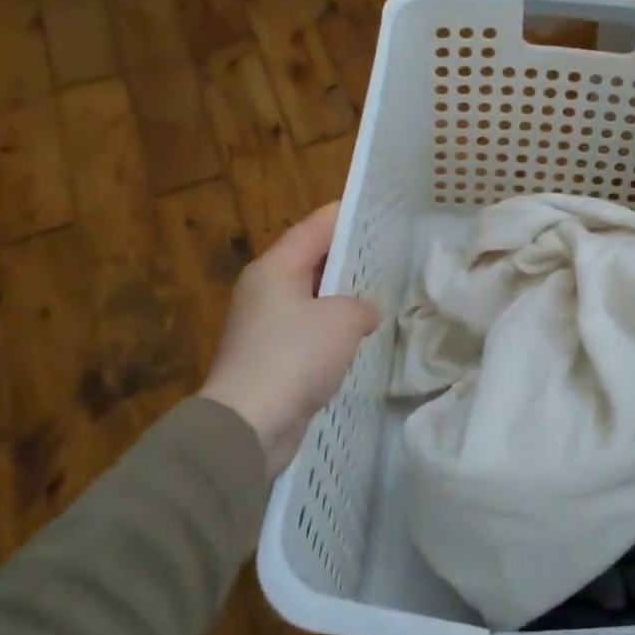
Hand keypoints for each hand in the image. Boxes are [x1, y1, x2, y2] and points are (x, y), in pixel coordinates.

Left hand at [199, 202, 380, 478]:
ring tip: (378, 294)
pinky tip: (357, 338)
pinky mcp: (270, 359)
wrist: (250, 424)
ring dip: (340, 299)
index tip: (373, 210)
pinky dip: (331, 331)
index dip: (345, 216)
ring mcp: (264, 326)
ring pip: (311, 299)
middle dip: (346, 258)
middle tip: (385, 252)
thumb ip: (362, 306)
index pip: (315, 228)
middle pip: (311, 261)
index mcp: (275, 268)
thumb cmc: (295, 355)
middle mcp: (264, 290)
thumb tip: (364, 312)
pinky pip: (307, 332)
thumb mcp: (343, 320)